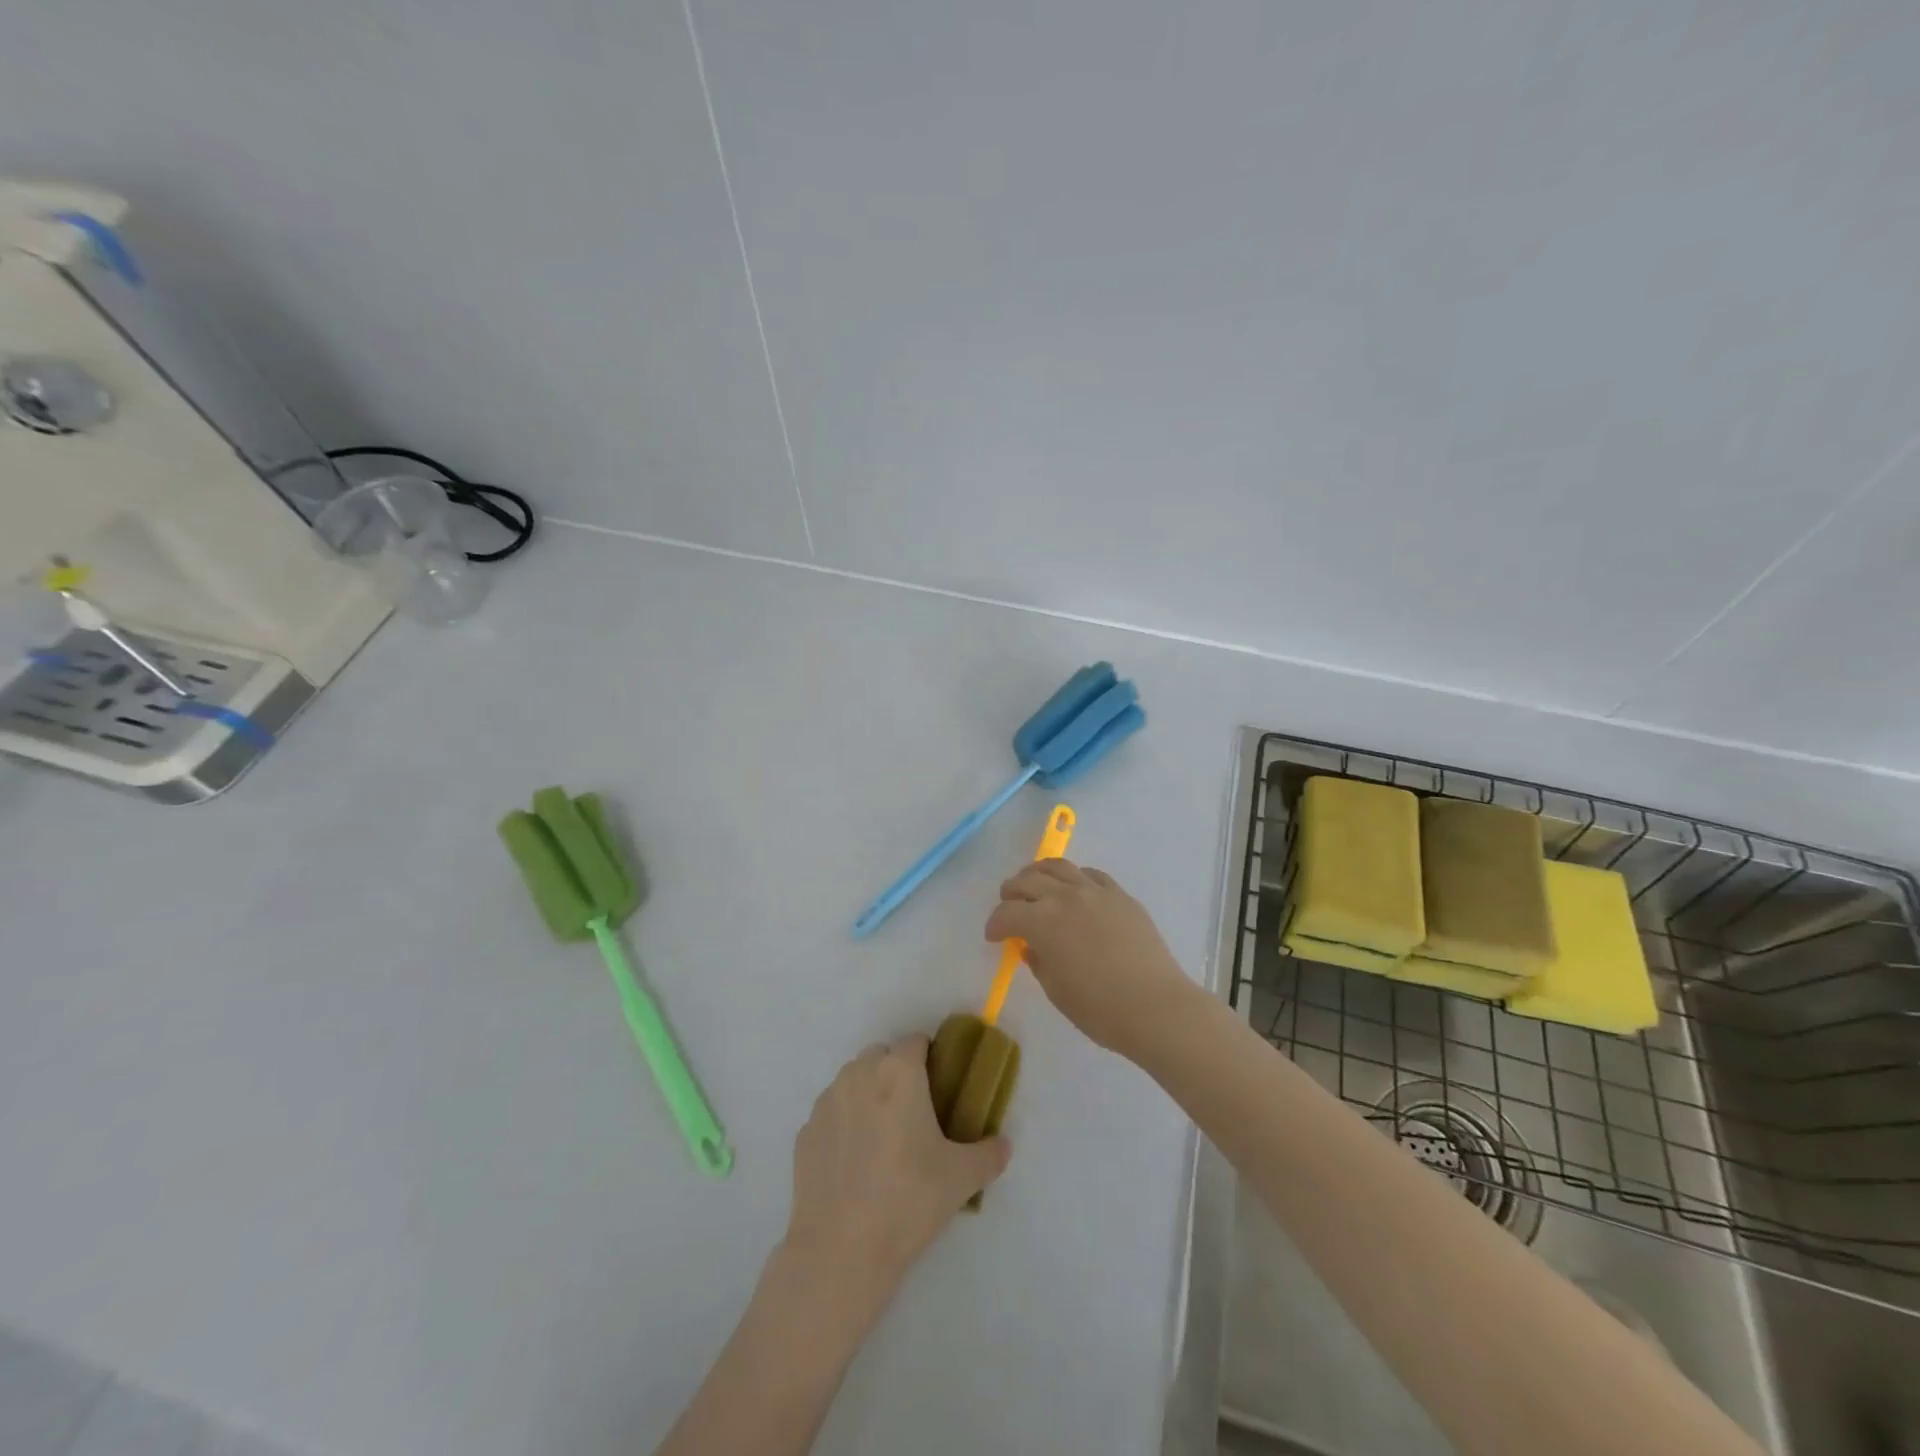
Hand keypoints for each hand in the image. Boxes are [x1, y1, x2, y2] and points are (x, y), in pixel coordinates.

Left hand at [781, 1036, 1011, 1316]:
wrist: (840, 1250)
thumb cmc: (908, 1200)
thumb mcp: (962, 1178)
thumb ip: (990, 1155)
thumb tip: (1004, 1146)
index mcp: (898, 1072)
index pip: (916, 1042)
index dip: (930, 1058)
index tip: (940, 1087)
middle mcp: (859, 1073)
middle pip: (882, 1057)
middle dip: (897, 1073)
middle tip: (914, 1114)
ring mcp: (826, 1101)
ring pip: (852, 1081)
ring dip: (868, 1094)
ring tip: (883, 1139)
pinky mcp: (805, 1132)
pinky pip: (831, 1114)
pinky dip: (843, 1125)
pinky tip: (854, 1163)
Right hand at [985, 859, 1194, 1058]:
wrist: (1155, 1007)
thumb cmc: (1099, 1009)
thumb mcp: (1056, 990)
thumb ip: (1038, 961)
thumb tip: (1032, 947)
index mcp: (1042, 921)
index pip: (1007, 913)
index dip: (995, 924)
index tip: (994, 936)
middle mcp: (1065, 896)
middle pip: (1027, 881)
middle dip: (1012, 893)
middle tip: (1009, 906)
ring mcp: (1095, 891)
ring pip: (1058, 867)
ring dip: (1038, 874)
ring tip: (1035, 885)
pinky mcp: (1120, 895)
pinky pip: (1090, 875)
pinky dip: (1074, 878)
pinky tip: (1074, 890)